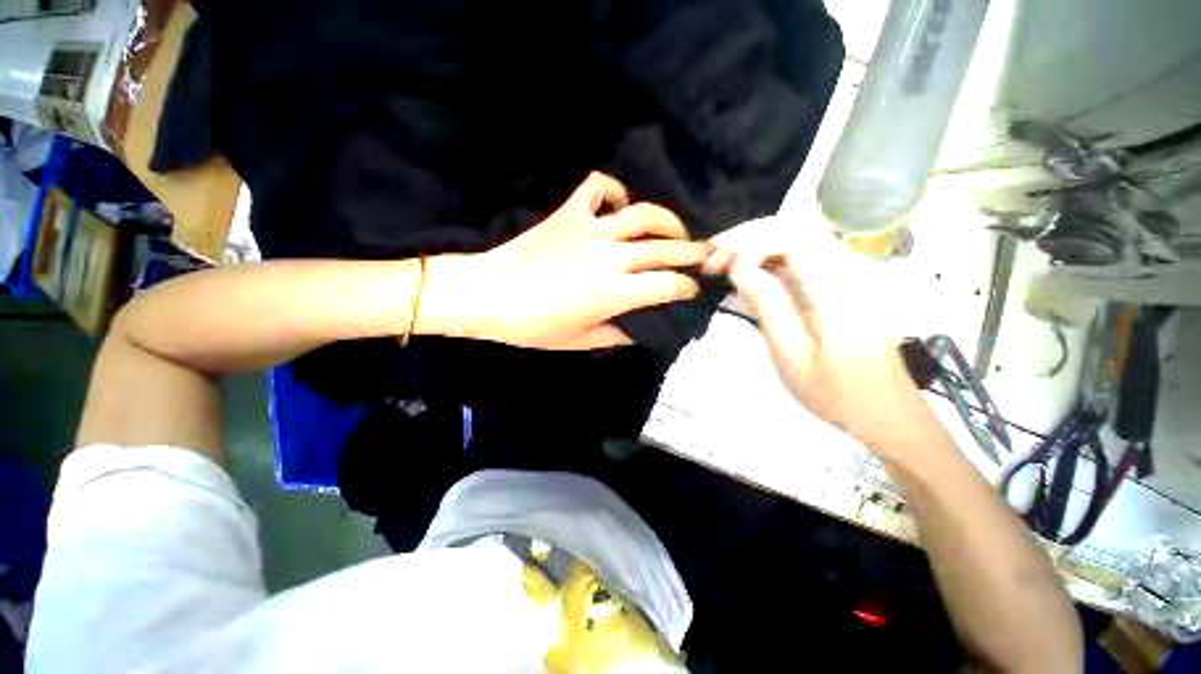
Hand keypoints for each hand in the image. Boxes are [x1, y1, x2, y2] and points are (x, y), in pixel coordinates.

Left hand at [424, 172, 706, 349]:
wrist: (487, 295)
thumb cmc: (532, 326)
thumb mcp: (578, 341)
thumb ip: (616, 335)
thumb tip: (641, 329)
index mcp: (613, 293)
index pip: (665, 285)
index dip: (685, 287)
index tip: (693, 289)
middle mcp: (609, 257)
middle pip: (662, 248)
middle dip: (691, 251)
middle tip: (706, 253)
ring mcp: (589, 230)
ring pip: (640, 215)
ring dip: (666, 220)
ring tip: (676, 230)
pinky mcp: (568, 214)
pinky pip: (597, 188)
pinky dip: (613, 189)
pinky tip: (620, 204)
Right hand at [703, 219, 931, 452]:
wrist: (887, 414)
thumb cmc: (838, 392)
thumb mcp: (792, 354)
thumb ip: (767, 305)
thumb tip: (739, 268)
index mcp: (839, 286)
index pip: (791, 237)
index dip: (749, 243)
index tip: (719, 266)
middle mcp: (847, 268)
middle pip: (793, 229)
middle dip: (746, 238)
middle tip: (710, 259)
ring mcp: (847, 275)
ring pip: (795, 240)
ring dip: (754, 246)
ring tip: (721, 263)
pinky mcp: (841, 285)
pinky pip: (800, 259)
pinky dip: (768, 259)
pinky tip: (747, 274)